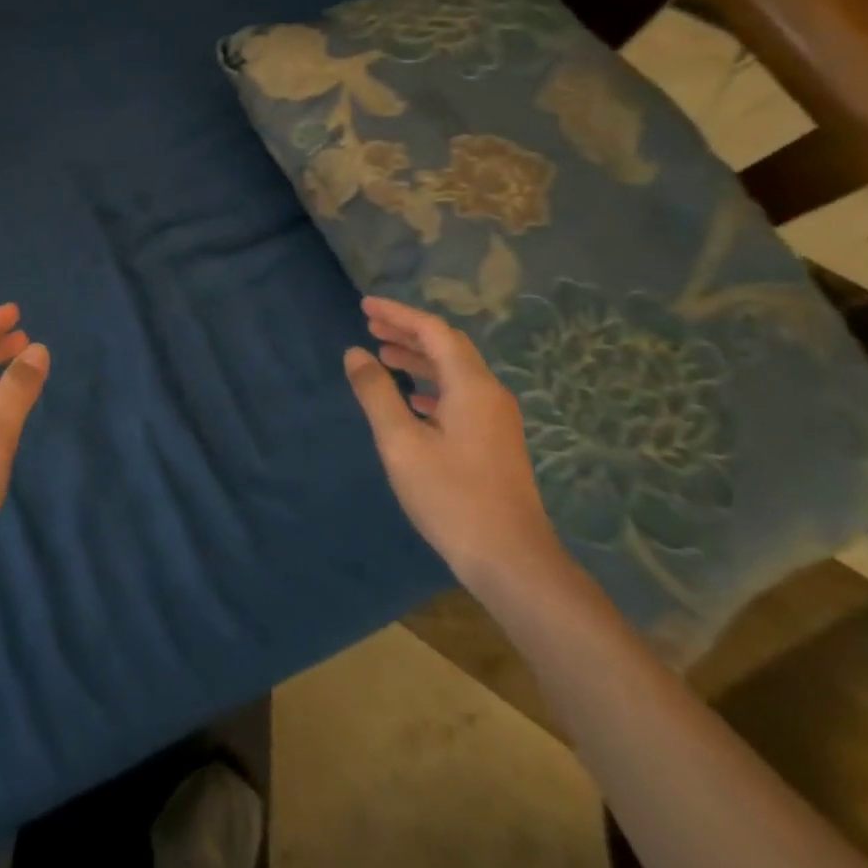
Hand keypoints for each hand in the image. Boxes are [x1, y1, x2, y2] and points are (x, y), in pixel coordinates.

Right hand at [343, 296, 564, 596]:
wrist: (512, 561)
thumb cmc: (452, 498)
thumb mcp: (401, 444)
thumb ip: (376, 394)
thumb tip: (355, 353)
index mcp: (470, 386)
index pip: (433, 331)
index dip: (398, 314)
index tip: (364, 306)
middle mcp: (489, 393)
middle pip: (447, 346)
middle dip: (408, 332)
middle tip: (370, 325)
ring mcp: (496, 419)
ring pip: (454, 372)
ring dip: (419, 359)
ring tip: (383, 355)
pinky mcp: (495, 441)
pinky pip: (460, 395)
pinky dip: (431, 386)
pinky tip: (411, 401)